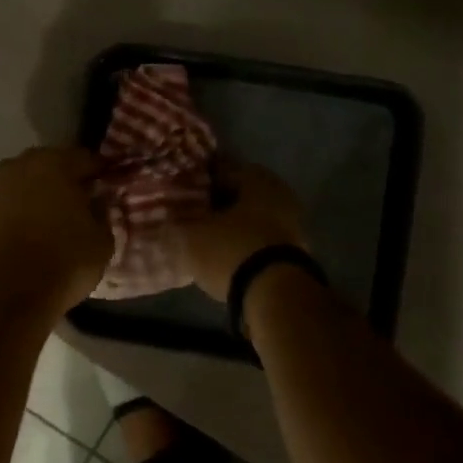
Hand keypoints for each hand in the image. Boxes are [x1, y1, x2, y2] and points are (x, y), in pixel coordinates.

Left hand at [0, 147, 113, 315]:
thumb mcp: (102, 240)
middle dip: (64, 180)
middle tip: (80, 201)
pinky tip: (28, 235)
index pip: (84, 158)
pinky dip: (17, 215)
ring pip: (23, 185)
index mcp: (53, 163)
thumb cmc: (63, 262)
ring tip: (52, 220)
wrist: (6, 297)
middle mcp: (19, 167)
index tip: (108, 184)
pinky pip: (5, 207)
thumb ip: (101, 212)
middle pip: (49, 166)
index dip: (99, 172)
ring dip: (37, 196)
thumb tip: (95, 201)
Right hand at [180, 160, 306, 300]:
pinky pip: (262, 240)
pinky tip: (228, 256)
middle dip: (218, 204)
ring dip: (233, 226)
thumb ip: (177, 222)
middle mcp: (278, 192)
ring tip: (207, 239)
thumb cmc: (231, 250)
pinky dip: (246, 244)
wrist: (276, 293)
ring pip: (253, 217)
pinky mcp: (296, 252)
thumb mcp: (191, 235)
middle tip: (193, 215)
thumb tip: (167, 215)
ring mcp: (292, 223)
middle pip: (240, 194)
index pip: (221, 169)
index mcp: (255, 177)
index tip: (182, 191)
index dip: (199, 181)